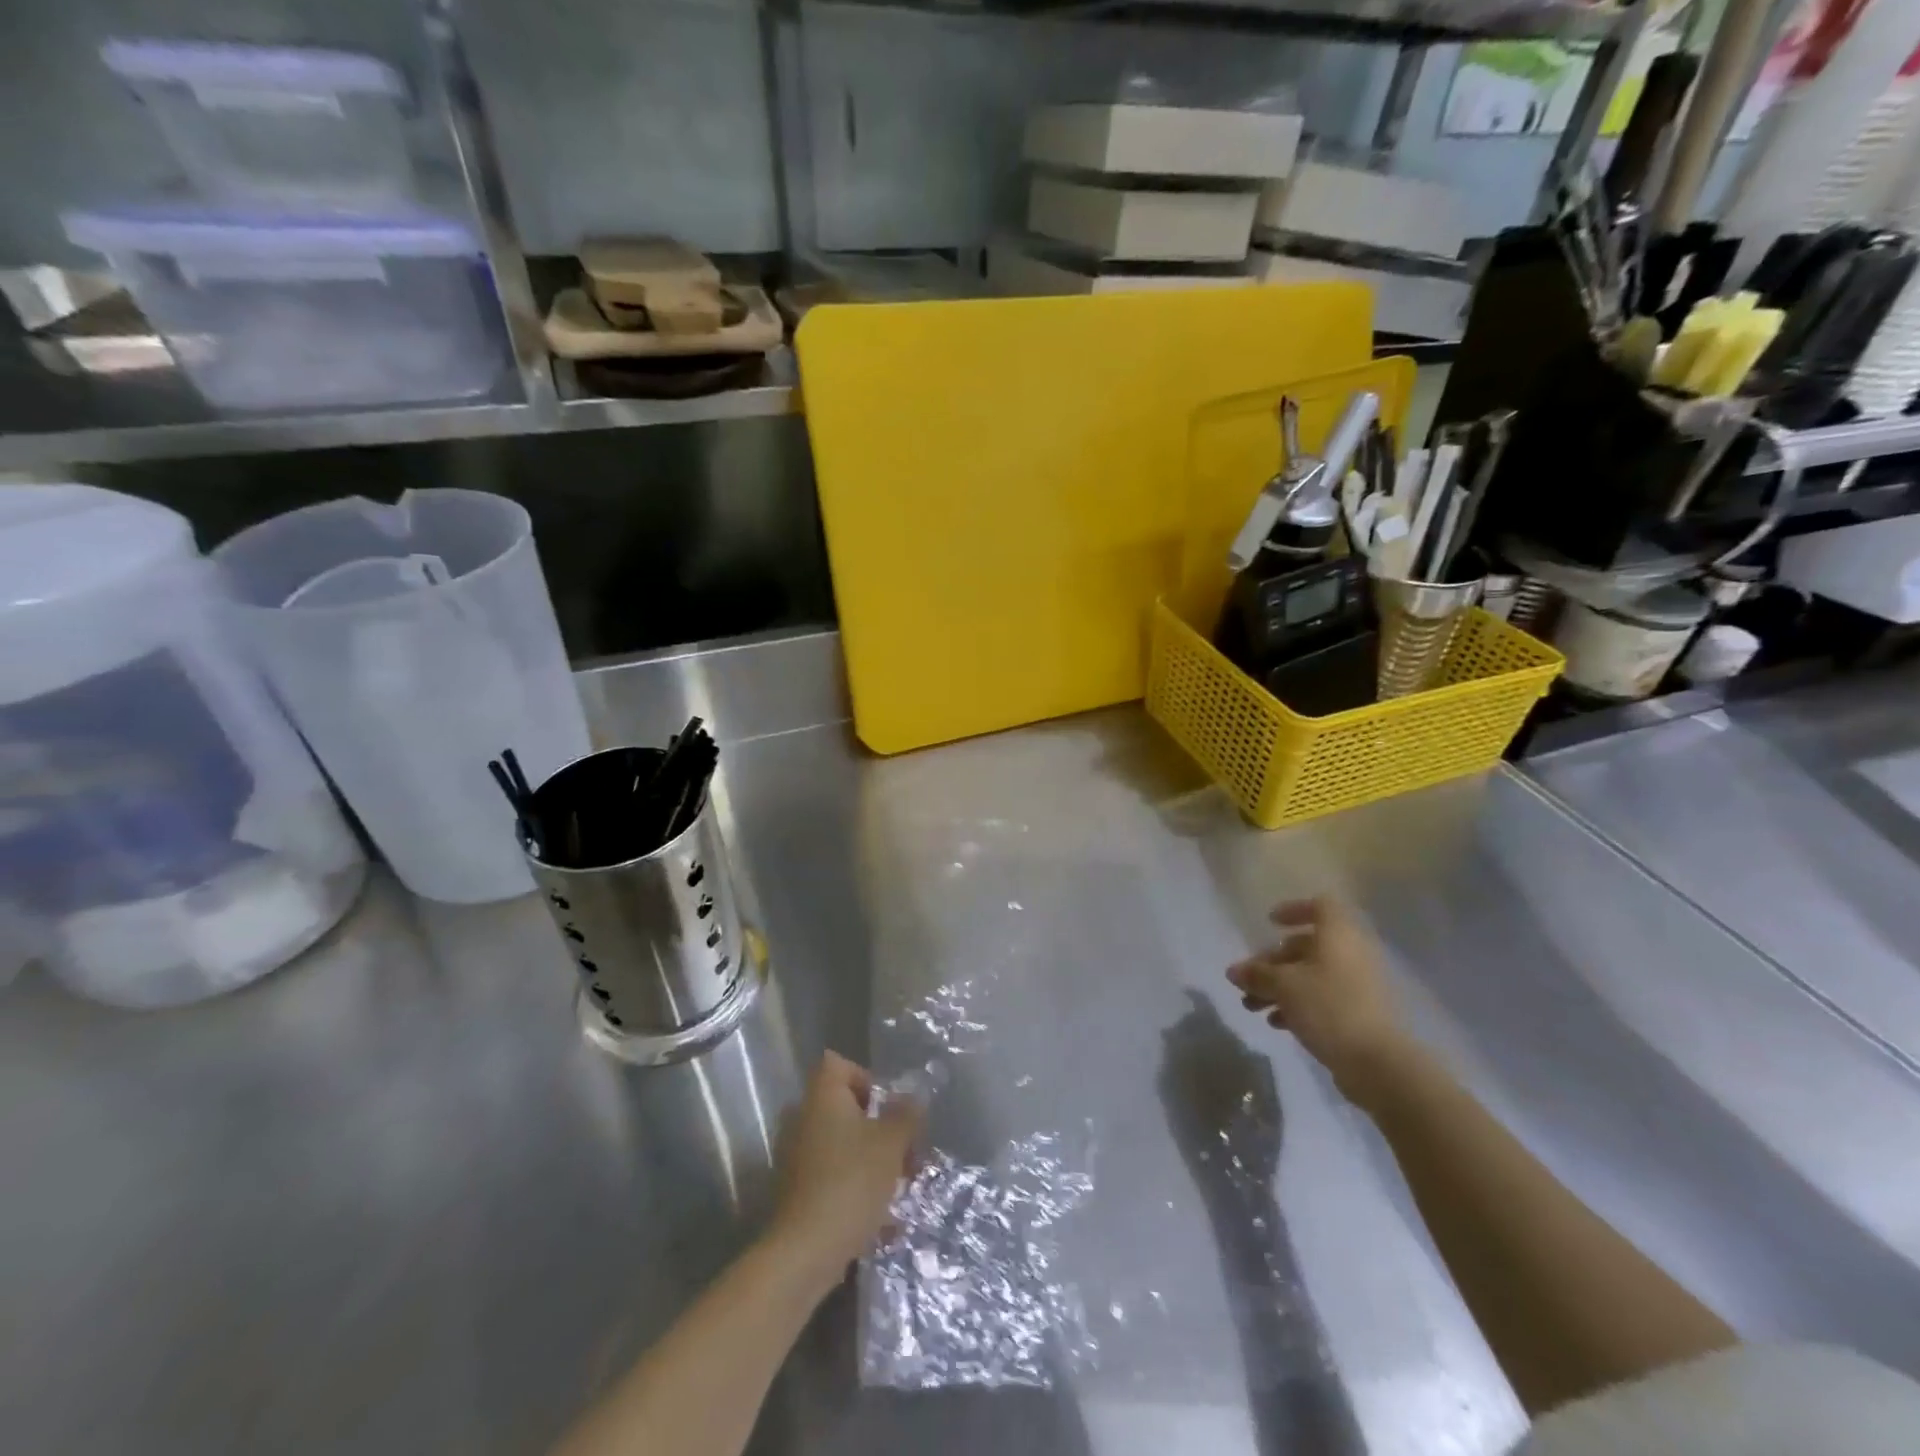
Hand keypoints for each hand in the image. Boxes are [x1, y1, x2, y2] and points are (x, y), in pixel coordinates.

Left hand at [769, 1052, 921, 1292]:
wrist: (805, 1251)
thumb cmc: (851, 1182)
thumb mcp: (891, 1143)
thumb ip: (906, 1115)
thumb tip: (913, 1097)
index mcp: (822, 1097)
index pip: (838, 1064)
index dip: (867, 1079)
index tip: (889, 1109)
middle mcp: (803, 1118)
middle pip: (845, 1107)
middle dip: (879, 1128)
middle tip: (906, 1152)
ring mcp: (797, 1156)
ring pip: (842, 1145)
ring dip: (871, 1160)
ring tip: (899, 1189)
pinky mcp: (797, 1191)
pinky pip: (833, 1176)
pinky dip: (856, 1188)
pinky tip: (882, 1221)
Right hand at [1227, 898, 1410, 1103]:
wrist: (1379, 1064)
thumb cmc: (1329, 1008)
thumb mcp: (1284, 986)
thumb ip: (1256, 974)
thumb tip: (1233, 971)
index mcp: (1338, 936)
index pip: (1320, 906)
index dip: (1294, 910)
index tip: (1270, 923)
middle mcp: (1352, 954)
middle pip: (1307, 946)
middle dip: (1272, 962)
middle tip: (1247, 980)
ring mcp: (1359, 985)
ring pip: (1312, 975)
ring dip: (1279, 987)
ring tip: (1252, 1007)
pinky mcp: (1360, 1014)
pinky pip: (1323, 998)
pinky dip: (1298, 1005)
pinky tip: (1276, 1023)